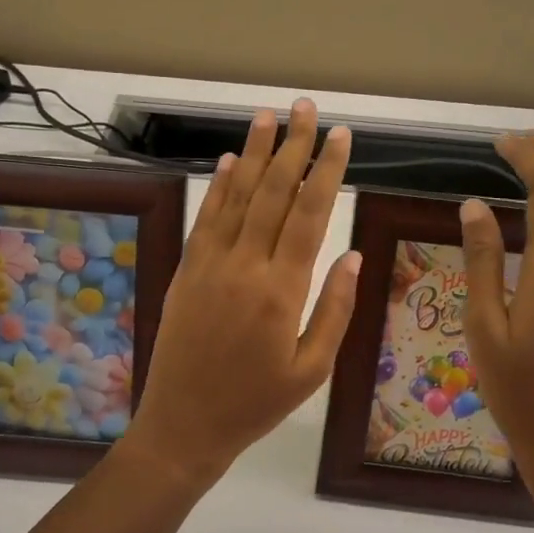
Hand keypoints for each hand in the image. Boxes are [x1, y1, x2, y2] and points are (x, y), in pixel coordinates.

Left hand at [129, 100, 360, 485]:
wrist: (183, 424)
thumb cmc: (255, 404)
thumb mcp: (310, 370)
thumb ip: (333, 310)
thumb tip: (350, 255)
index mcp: (283, 289)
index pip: (310, 214)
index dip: (326, 170)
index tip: (340, 135)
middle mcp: (245, 265)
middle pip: (274, 192)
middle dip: (292, 146)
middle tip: (306, 108)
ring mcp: (210, 264)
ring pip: (237, 196)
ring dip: (253, 154)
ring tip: (267, 116)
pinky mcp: (186, 270)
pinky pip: (206, 219)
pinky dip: (218, 187)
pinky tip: (229, 162)